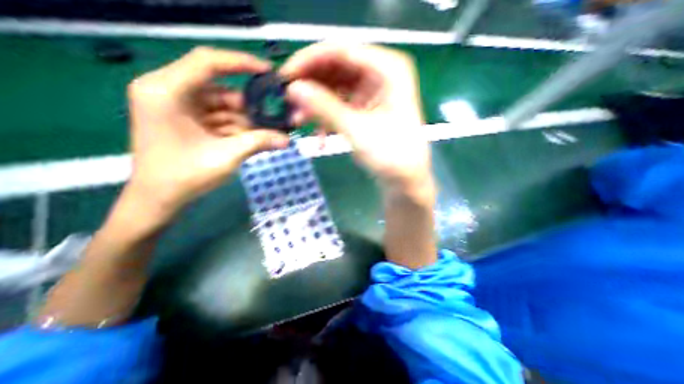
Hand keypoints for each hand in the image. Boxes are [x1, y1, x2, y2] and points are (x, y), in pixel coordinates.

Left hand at [126, 47, 289, 221]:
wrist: (160, 199)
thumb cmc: (185, 177)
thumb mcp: (226, 156)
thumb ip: (258, 142)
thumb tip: (287, 140)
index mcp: (166, 91)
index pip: (207, 62)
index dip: (241, 63)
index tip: (268, 72)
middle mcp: (169, 91)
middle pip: (221, 90)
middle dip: (249, 108)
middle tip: (273, 121)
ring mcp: (179, 106)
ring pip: (224, 106)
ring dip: (245, 122)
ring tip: (265, 137)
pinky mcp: (187, 119)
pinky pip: (220, 118)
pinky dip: (237, 128)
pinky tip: (251, 140)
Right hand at [279, 42, 428, 194]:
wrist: (404, 179)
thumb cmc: (390, 155)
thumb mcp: (356, 129)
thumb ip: (324, 106)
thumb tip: (292, 88)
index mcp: (388, 69)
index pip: (341, 51)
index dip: (309, 61)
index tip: (285, 77)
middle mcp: (380, 74)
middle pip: (336, 68)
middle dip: (311, 87)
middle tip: (289, 102)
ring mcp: (372, 92)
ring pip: (335, 88)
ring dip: (316, 105)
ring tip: (298, 122)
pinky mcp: (366, 108)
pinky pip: (340, 105)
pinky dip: (327, 118)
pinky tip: (320, 138)